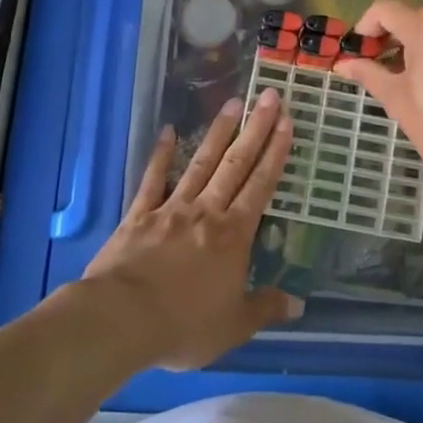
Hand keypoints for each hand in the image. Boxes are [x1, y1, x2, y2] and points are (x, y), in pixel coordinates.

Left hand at [84, 90, 302, 370]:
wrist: (122, 319)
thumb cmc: (184, 325)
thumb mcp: (234, 325)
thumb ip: (265, 308)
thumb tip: (299, 303)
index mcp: (233, 235)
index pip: (261, 185)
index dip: (275, 153)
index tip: (286, 122)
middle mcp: (207, 211)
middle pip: (236, 164)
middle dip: (256, 129)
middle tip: (269, 96)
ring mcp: (172, 208)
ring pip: (201, 163)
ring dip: (219, 132)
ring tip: (233, 102)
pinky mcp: (140, 214)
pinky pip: (153, 179)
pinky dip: (161, 154)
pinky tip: (168, 131)